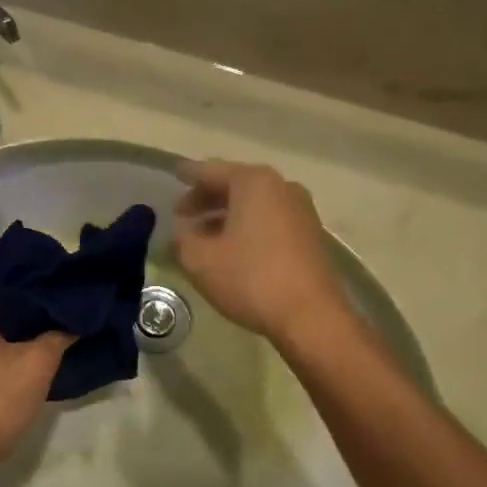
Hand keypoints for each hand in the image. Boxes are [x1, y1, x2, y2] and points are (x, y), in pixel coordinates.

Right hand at [173, 159, 350, 344]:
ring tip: (202, 234)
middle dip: (207, 198)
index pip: (211, 171)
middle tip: (182, 213)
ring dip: (226, 215)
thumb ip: (184, 238)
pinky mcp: (310, 235)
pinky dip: (247, 227)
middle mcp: (281, 187)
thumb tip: (184, 230)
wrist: (310, 315)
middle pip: (235, 185)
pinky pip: (269, 221)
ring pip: (253, 204)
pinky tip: (231, 248)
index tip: (176, 174)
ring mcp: (300, 211)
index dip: (189, 175)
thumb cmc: (250, 279)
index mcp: (253, 182)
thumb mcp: (200, 260)